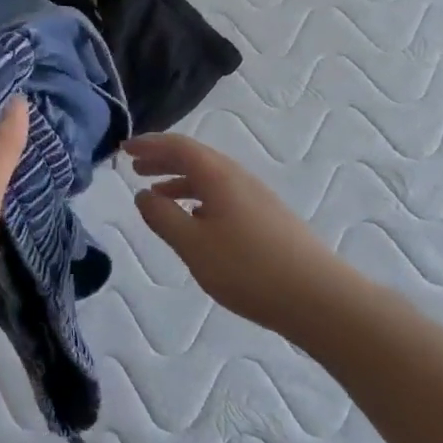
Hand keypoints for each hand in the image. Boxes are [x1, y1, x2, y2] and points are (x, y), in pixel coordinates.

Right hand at [126, 133, 355, 333]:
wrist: (318, 298)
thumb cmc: (248, 269)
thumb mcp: (193, 245)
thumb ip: (163, 217)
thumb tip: (143, 195)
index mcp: (219, 176)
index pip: (179, 146)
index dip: (149, 144)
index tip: (124, 149)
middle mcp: (239, 178)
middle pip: (196, 158)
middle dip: (162, 160)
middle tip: (134, 168)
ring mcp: (257, 198)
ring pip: (210, 178)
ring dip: (180, 181)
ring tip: (156, 195)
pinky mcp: (267, 218)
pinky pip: (223, 195)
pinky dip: (199, 198)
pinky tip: (194, 220)